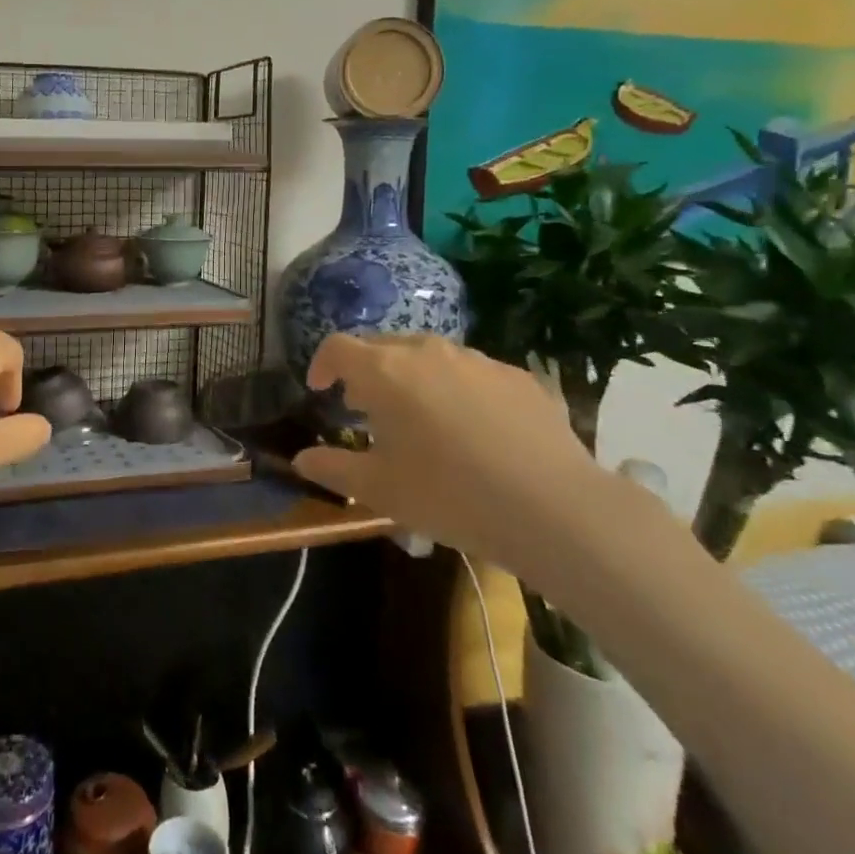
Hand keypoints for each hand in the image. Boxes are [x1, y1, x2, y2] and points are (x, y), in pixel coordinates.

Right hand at [292, 333, 614, 569]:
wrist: (553, 508)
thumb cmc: (448, 494)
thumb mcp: (378, 489)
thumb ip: (331, 468)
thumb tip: (301, 459)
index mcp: (385, 372)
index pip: (338, 347)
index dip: (321, 364)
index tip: (319, 389)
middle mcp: (427, 352)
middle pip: (382, 345)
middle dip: (365, 370)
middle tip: (364, 407)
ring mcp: (477, 360)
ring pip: (428, 355)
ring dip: (410, 376)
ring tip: (417, 417)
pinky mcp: (517, 376)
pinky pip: (471, 372)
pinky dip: (455, 388)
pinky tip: (471, 429)